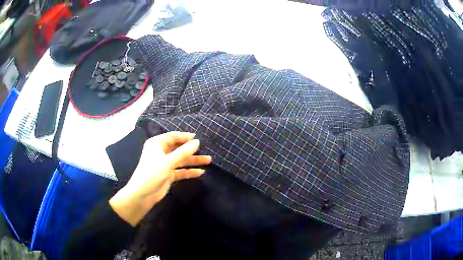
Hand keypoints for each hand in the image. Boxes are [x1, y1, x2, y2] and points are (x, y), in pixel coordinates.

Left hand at [109, 131, 211, 225]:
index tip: (198, 138)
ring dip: (193, 161)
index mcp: (157, 144)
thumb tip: (197, 142)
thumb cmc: (152, 173)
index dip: (185, 137)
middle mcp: (161, 152)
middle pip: (179, 148)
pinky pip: (181, 171)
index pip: (173, 136)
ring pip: (181, 160)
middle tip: (206, 150)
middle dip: (192, 150)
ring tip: (208, 161)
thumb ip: (183, 152)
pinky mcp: (169, 174)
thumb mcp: (168, 161)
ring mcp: (165, 164)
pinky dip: (189, 171)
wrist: (143, 194)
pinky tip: (200, 172)